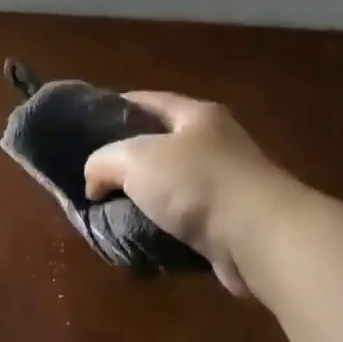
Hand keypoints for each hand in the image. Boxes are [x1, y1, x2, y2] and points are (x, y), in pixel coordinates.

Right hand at [82, 92, 299, 297]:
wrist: (256, 236)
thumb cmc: (196, 184)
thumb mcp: (135, 160)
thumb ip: (103, 162)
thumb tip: (94, 183)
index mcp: (197, 117)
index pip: (150, 101)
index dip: (117, 107)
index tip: (86, 124)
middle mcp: (214, 145)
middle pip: (160, 147)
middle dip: (127, 163)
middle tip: (93, 179)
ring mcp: (223, 186)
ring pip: (170, 189)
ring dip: (142, 202)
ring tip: (108, 215)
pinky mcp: (226, 223)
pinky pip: (182, 223)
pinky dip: (159, 230)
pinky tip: (138, 240)